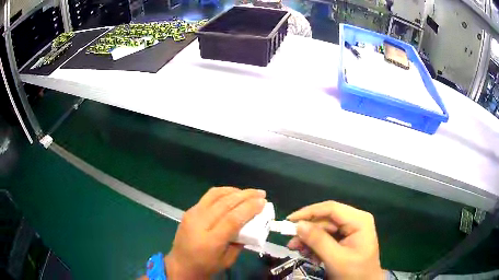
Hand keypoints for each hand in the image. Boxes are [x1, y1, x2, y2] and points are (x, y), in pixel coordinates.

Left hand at [165, 187, 265, 278]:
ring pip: (215, 195)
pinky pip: (208, 197)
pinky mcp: (189, 211)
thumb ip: (240, 242)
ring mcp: (192, 215)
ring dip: (234, 191)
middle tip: (260, 193)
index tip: (263, 202)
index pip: (232, 219)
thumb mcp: (228, 260)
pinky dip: (223, 192)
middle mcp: (199, 224)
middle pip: (225, 203)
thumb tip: (251, 224)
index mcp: (210, 241)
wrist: (181, 264)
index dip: (249, 208)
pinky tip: (232, 194)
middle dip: (245, 195)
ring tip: (248, 192)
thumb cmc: (206, 266)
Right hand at [287, 201, 383, 279]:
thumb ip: (318, 241)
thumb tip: (298, 225)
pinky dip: (315, 245)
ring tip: (298, 251)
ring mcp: (350, 229)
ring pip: (323, 228)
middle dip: (308, 232)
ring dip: (309, 240)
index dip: (309, 212)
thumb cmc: (354, 273)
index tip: (289, 220)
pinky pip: (326, 237)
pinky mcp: (345, 238)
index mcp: (359, 220)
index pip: (331, 209)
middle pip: (326, 219)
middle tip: (291, 244)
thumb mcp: (336, 258)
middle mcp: (355, 220)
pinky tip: (310, 255)